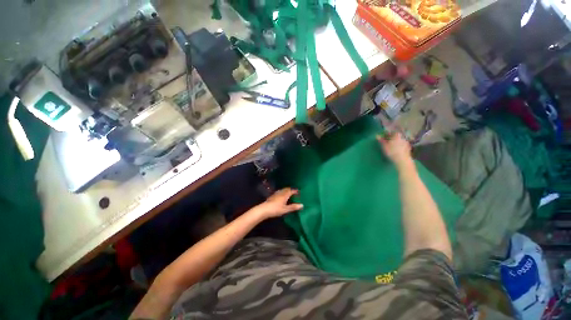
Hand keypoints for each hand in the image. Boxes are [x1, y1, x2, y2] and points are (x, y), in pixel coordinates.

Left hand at [254, 188, 303, 218]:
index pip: (291, 190)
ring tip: (289, 193)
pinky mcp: (272, 196)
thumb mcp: (285, 209)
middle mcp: (280, 192)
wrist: (263, 209)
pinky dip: (282, 192)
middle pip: (287, 189)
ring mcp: (275, 194)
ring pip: (282, 190)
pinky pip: (279, 192)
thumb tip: (302, 205)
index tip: (299, 192)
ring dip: (286, 191)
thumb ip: (293, 207)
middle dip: (291, 190)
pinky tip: (281, 196)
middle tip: (294, 192)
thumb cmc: (275, 209)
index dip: (295, 191)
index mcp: (285, 195)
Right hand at [376, 132, 411, 167]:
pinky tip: (395, 150)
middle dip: (390, 138)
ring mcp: (406, 142)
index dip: (385, 134)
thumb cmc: (392, 152)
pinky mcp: (408, 148)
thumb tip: (377, 135)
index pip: (390, 132)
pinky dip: (398, 146)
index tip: (382, 137)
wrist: (403, 160)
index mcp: (397, 135)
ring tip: (390, 146)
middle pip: (395, 136)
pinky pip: (402, 145)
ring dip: (394, 142)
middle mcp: (402, 137)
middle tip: (386, 142)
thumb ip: (381, 140)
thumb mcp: (384, 146)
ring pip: (399, 140)